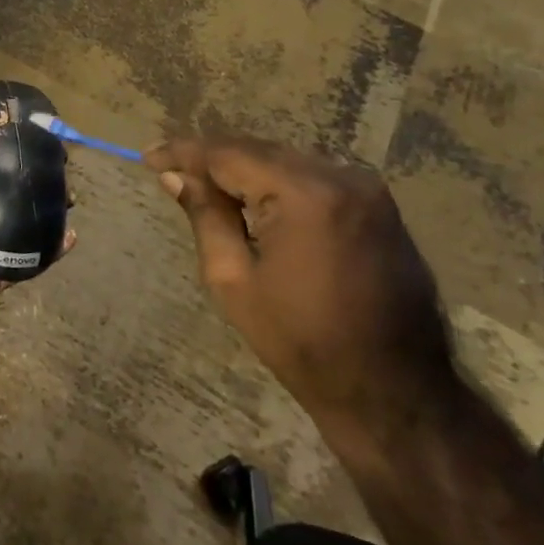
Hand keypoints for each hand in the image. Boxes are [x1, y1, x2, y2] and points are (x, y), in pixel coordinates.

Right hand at [146, 135, 458, 449]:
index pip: (227, 155)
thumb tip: (175, 175)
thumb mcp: (234, 281)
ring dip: (244, 169)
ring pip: (285, 159)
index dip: (183, 152)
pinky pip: (314, 176)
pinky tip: (253, 199)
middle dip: (212, 159)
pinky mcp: (380, 205)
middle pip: (258, 150)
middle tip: (171, 171)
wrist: (396, 394)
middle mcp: (340, 176)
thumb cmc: (304, 343)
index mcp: (304, 195)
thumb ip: (205, 216)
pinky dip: (278, 181)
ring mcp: (367, 188)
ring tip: (206, 186)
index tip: (147, 156)